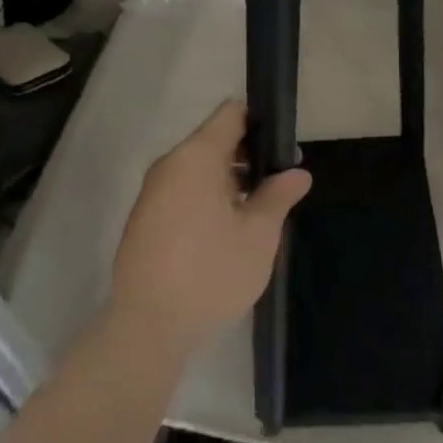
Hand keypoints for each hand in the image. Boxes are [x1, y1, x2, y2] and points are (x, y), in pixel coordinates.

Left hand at [108, 101, 311, 352]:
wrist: (148, 328)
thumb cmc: (210, 273)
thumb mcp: (258, 236)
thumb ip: (278, 196)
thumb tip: (298, 172)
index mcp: (196, 157)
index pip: (231, 114)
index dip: (261, 122)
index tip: (283, 147)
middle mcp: (169, 165)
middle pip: (214, 140)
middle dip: (249, 156)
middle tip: (281, 183)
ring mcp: (152, 192)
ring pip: (198, 168)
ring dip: (229, 180)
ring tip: (258, 210)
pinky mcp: (144, 219)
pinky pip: (182, 191)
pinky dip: (207, 198)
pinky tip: (227, 230)